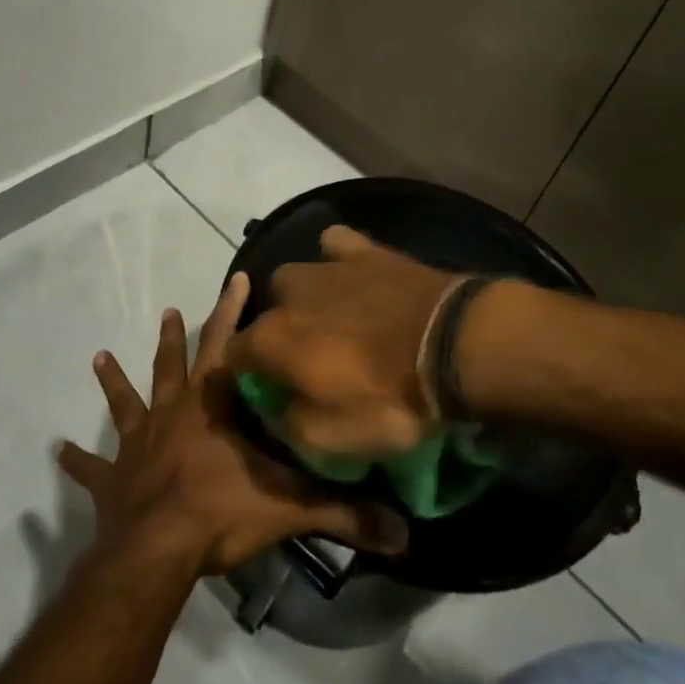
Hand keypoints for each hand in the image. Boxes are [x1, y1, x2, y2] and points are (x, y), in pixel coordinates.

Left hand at [58, 270, 408, 576]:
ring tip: (99, 355)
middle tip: (170, 309)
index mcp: (212, 407)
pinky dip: (77, 461)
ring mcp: (138, 444)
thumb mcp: (289, 507)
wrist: (155, 550)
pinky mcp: (113, 480)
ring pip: (127, 401)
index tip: (238, 279)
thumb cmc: (220, 512)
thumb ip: (345, 513)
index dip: (234, 311)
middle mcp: (173, 414)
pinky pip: (92, 468)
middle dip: (178, 335)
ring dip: (115, 380)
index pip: (229, 346)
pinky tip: (57, 451)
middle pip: (175, 364)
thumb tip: (405, 531)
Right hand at [225, 226, 457, 457]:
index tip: (271, 392)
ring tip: (336, 319)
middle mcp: (287, 294)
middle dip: (280, 333)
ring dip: (307, 297)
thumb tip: (275, 409)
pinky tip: (352, 273)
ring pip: (297, 276)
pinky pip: (335, 243)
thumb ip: (288, 424)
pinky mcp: (364, 250)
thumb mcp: (331, 440)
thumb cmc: (388, 399)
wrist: (451, 345)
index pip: (234, 354)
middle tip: (313, 360)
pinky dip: (336, 258)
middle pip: (268, 312)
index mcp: (270, 339)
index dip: (248, 375)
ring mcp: (326, 266)